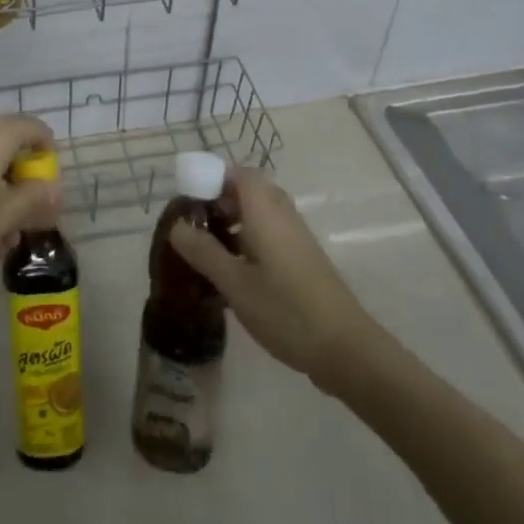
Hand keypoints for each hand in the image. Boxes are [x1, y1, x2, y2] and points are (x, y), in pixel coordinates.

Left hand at [0, 117, 60, 291]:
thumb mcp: (4, 217)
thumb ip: (34, 198)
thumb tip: (54, 190)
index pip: (34, 128)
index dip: (48, 155)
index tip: (49, 188)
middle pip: (8, 145)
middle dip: (23, 181)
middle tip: (31, 217)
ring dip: (2, 194)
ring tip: (6, 240)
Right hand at [169, 167, 391, 397]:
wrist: (347, 350)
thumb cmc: (286, 311)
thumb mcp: (234, 283)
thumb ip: (203, 251)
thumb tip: (177, 226)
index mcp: (265, 211)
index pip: (238, 173)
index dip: (211, 178)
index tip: (188, 201)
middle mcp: (282, 215)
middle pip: (248, 191)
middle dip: (219, 201)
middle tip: (196, 226)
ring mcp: (296, 237)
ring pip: (259, 213)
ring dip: (233, 222)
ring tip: (209, 250)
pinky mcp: (303, 259)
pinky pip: (270, 233)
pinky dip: (248, 240)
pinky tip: (235, 272)